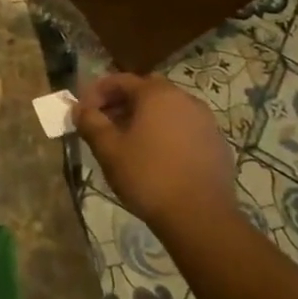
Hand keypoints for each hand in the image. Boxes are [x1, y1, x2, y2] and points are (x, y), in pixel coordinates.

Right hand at [74, 73, 238, 236]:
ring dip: (145, 117)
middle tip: (104, 122)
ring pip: (168, 109)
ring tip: (128, 140)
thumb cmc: (148, 176)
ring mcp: (206, 122)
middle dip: (121, 102)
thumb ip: (90, 122)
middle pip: (146, 91)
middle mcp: (185, 99)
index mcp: (157, 95)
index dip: (96, 92)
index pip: (120, 80)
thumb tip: (80, 109)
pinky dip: (166, 133)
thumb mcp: (108, 149)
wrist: (201, 218)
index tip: (83, 111)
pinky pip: (184, 128)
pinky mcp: (217, 145)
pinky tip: (156, 156)